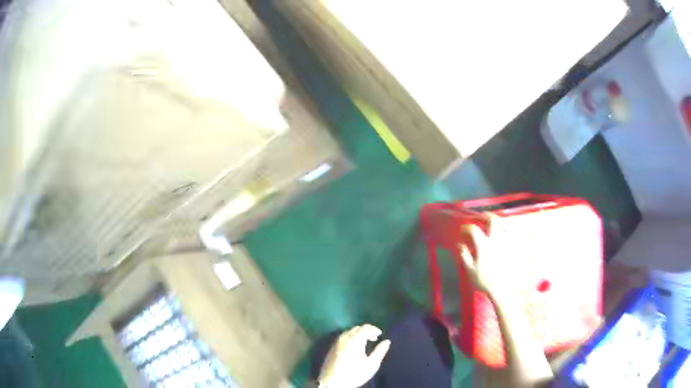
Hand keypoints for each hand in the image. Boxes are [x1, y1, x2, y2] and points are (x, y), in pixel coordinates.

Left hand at [318, 324, 390, 387]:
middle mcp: (345, 337)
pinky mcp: (331, 348)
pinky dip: (351, 338)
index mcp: (355, 340)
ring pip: (349, 332)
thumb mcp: (371, 364)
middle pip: (356, 328)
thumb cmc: (355, 374)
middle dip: (366, 331)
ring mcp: (336, 342)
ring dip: (358, 334)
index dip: (374, 329)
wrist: (333, 382)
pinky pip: (343, 337)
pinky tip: (354, 347)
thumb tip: (387, 341)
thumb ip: (380, 351)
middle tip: (374, 338)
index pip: (365, 327)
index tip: (380, 334)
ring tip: (365, 342)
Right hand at [459, 223, 514, 298]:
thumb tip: (460, 244)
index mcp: (484, 245)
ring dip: (501, 224)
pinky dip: (512, 234)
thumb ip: (465, 255)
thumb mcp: (470, 270)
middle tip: (483, 218)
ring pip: (507, 225)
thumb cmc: (485, 281)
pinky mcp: (517, 249)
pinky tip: (509, 237)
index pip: (474, 229)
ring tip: (498, 227)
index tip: (465, 229)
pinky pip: (516, 236)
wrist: (504, 290)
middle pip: (494, 220)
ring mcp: (508, 244)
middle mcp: (497, 240)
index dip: (468, 227)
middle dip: (487, 216)